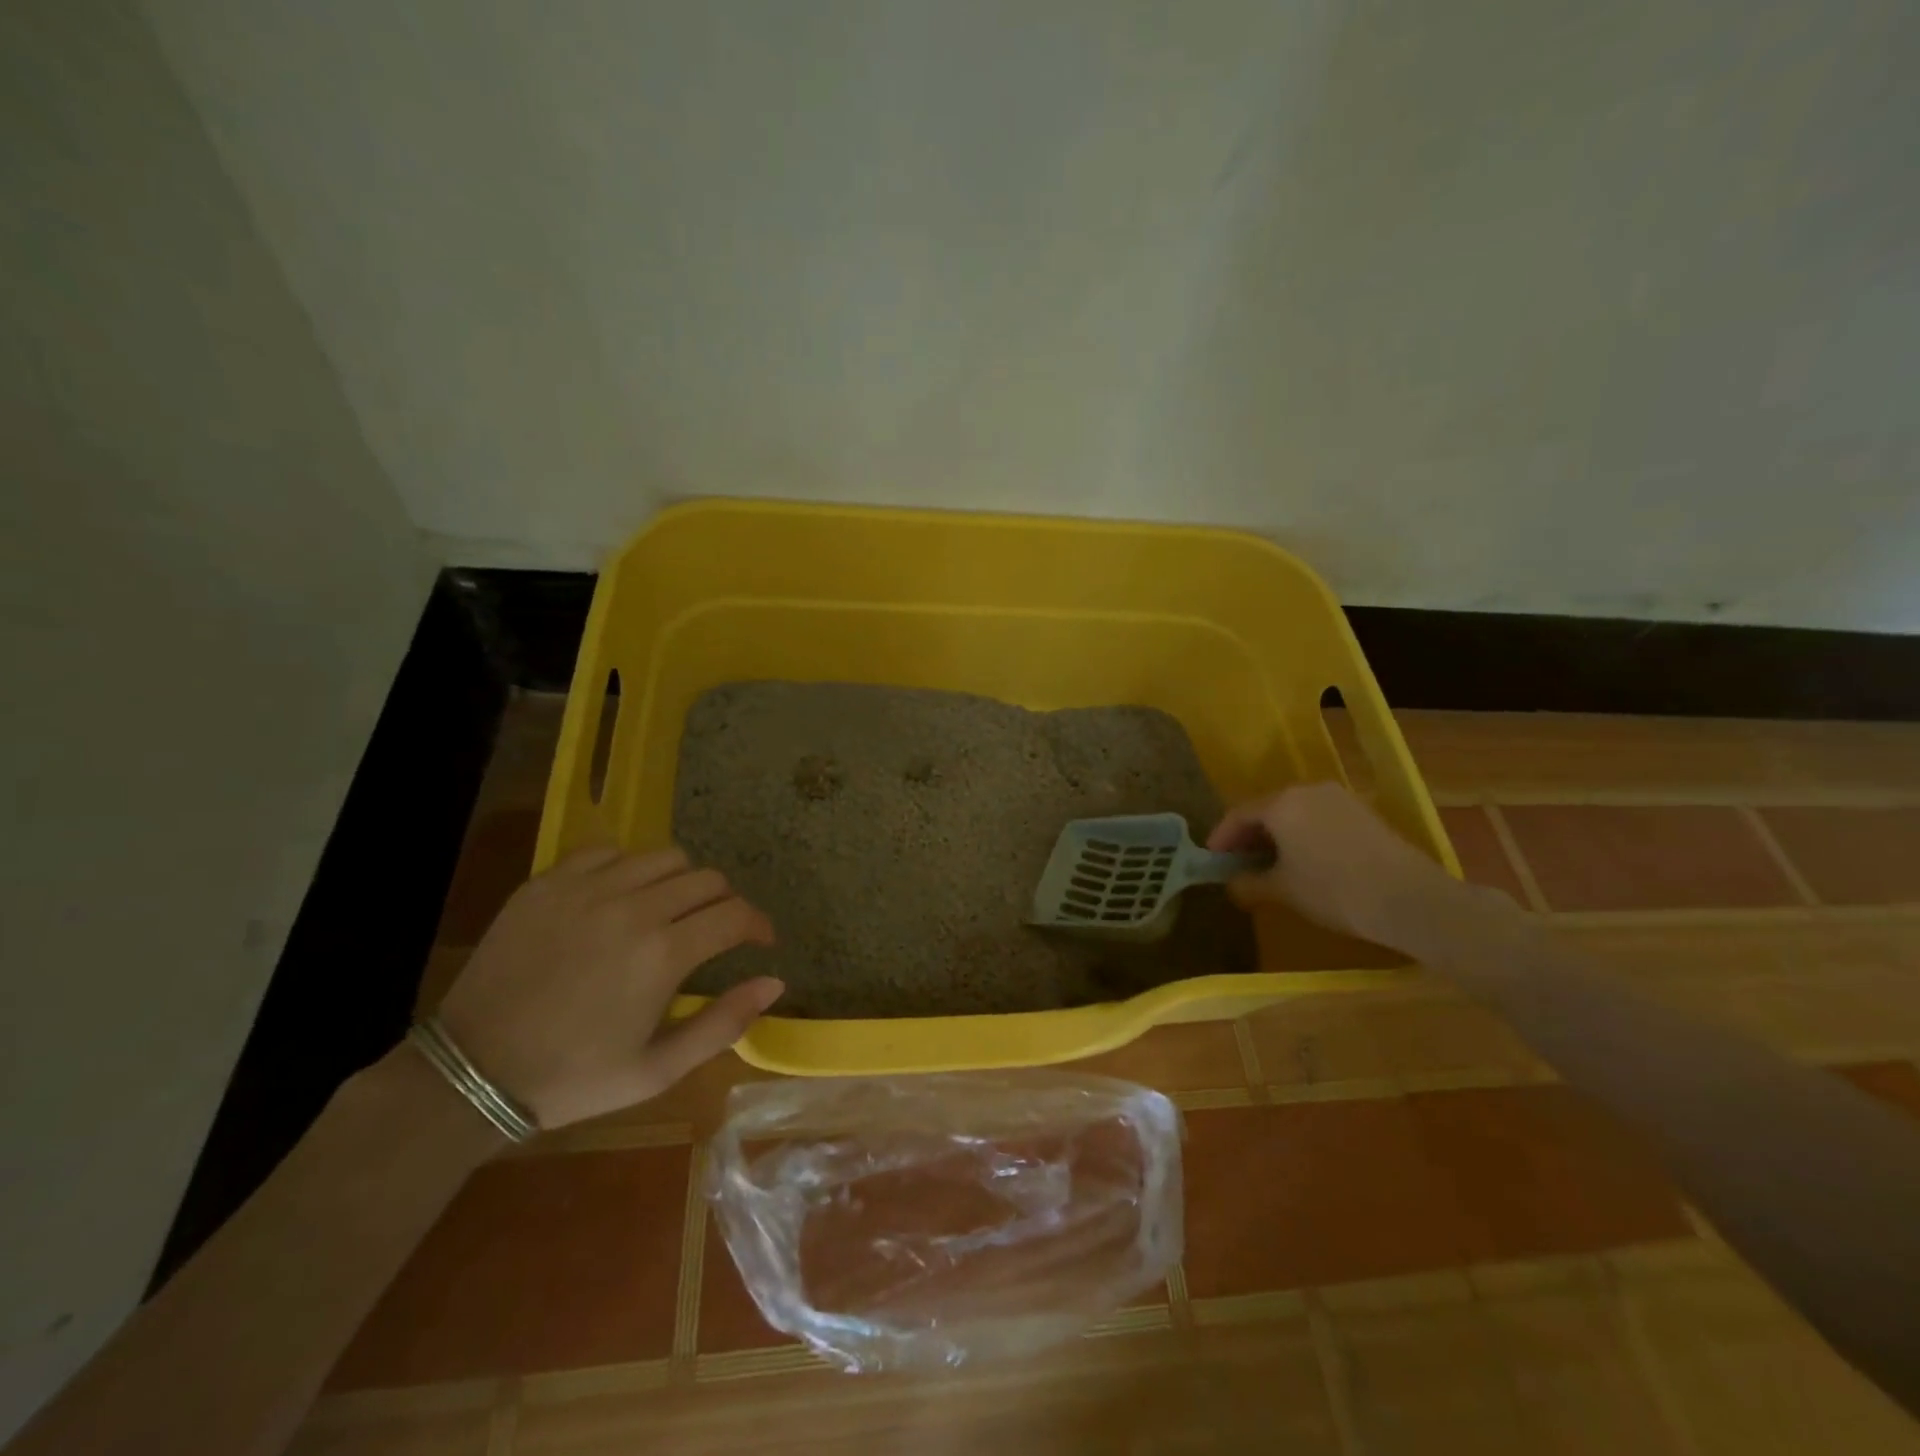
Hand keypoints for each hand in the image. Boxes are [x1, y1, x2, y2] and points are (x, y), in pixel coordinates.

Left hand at [434, 846, 781, 1129]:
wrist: (472, 1071)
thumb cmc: (574, 1077)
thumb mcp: (657, 1070)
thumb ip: (723, 1023)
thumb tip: (775, 981)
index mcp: (663, 954)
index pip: (735, 915)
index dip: (758, 925)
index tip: (760, 940)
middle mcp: (633, 909)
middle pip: (707, 880)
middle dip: (724, 904)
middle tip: (713, 931)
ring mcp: (587, 889)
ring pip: (664, 857)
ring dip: (681, 882)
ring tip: (669, 909)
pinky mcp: (549, 882)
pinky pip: (608, 851)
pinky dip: (627, 868)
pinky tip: (618, 897)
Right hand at [1206, 782, 1475, 950]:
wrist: (1410, 900)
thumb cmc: (1334, 891)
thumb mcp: (1282, 891)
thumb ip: (1249, 883)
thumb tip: (1232, 883)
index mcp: (1281, 803)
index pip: (1239, 814)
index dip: (1221, 837)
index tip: (1212, 859)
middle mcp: (1307, 790)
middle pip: (1267, 809)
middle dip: (1249, 835)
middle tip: (1238, 862)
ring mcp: (1339, 798)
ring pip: (1294, 812)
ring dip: (1277, 835)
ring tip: (1271, 863)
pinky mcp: (1363, 812)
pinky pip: (1319, 818)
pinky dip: (1303, 834)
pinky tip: (1305, 860)